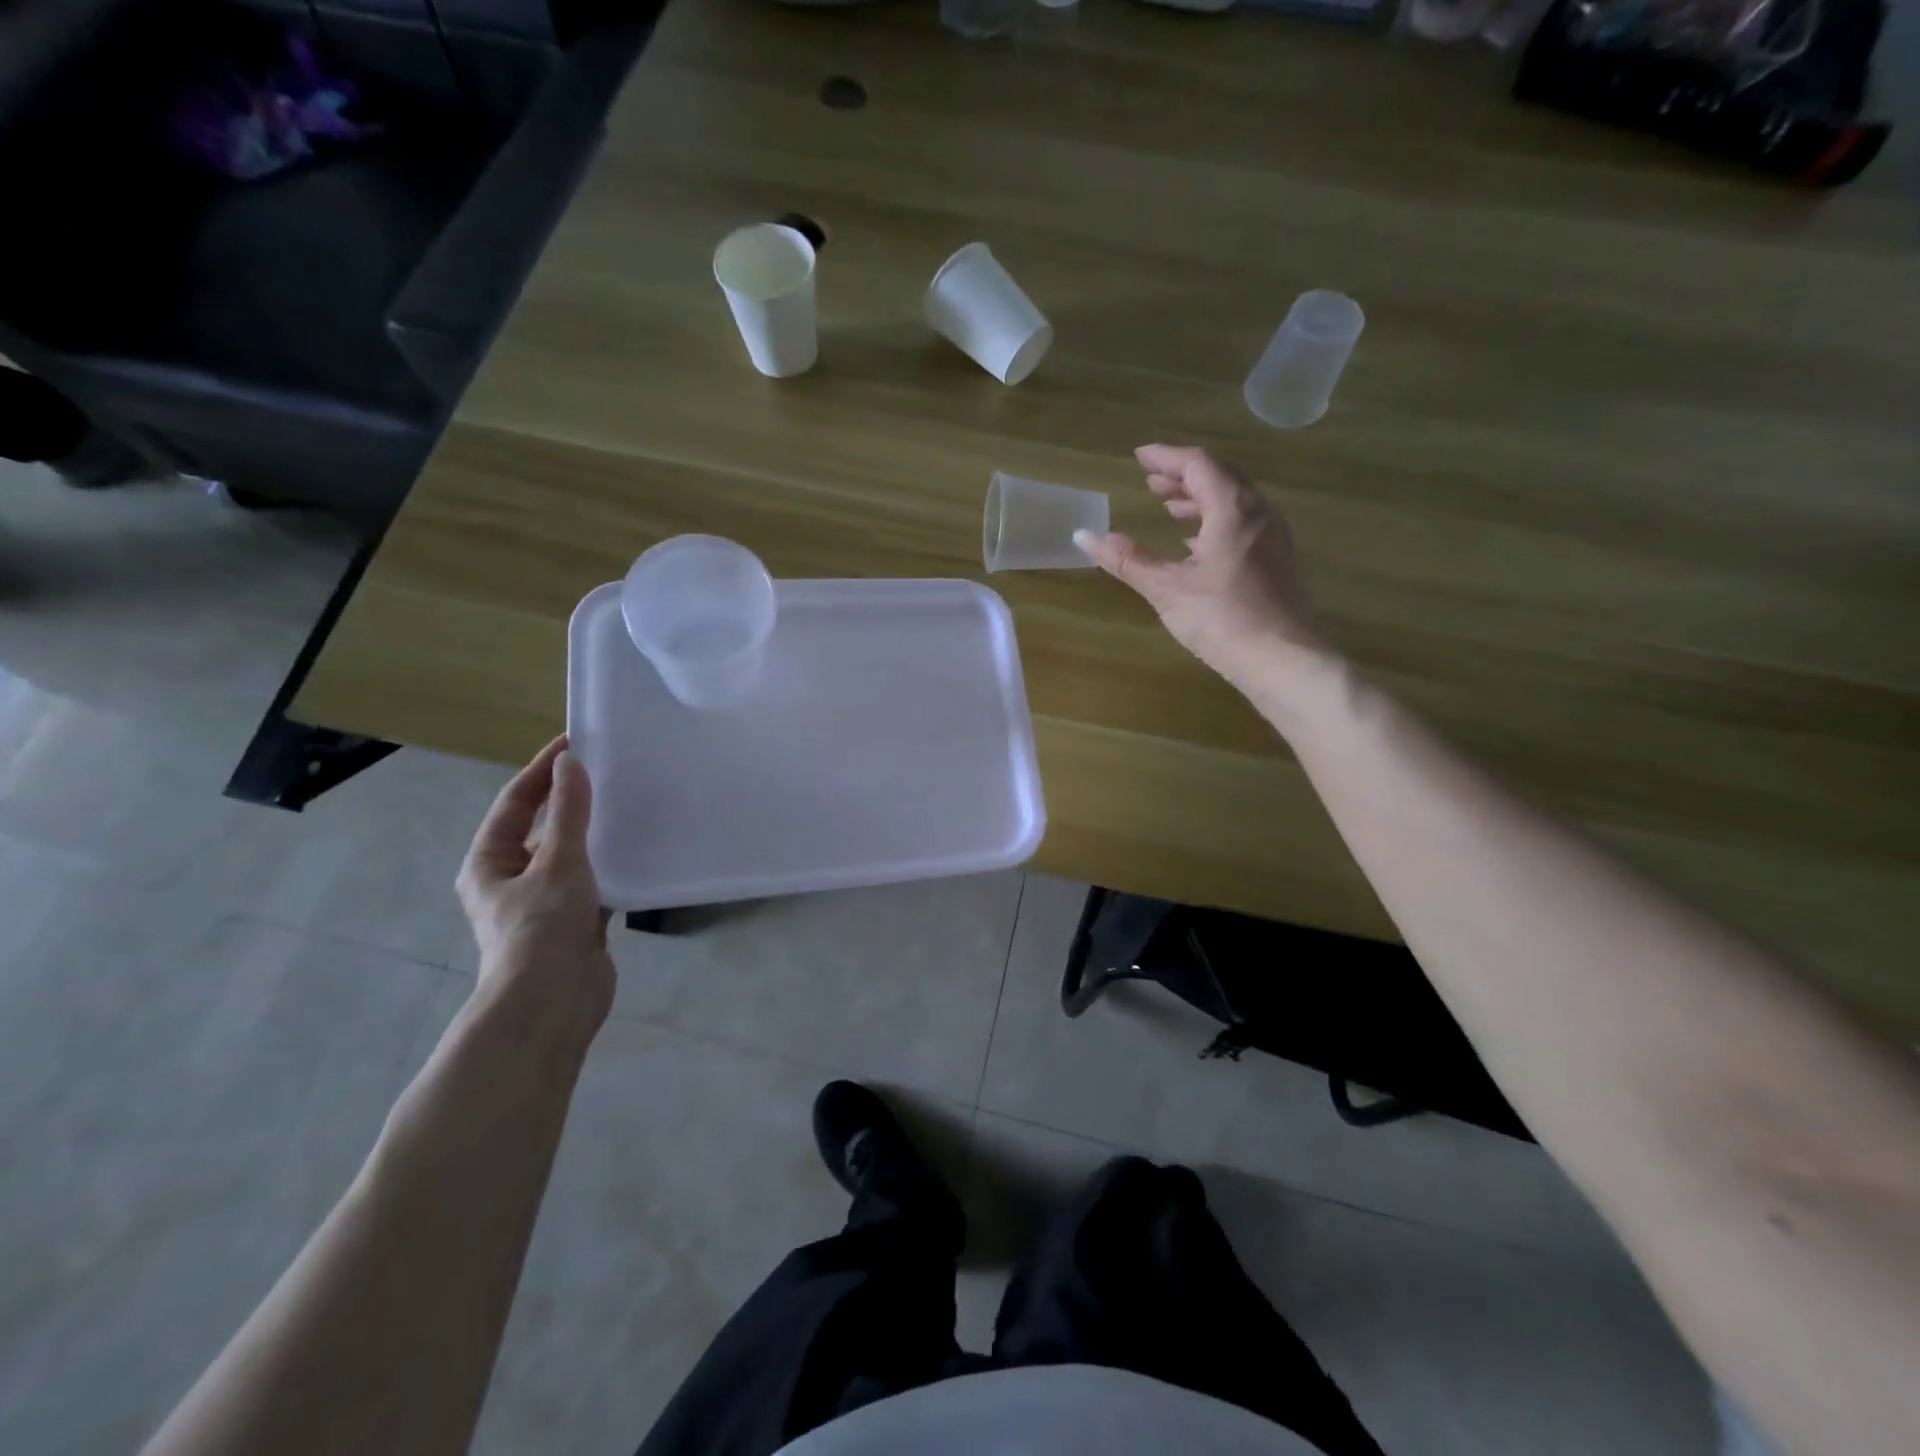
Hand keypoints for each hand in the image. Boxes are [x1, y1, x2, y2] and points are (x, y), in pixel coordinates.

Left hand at [456, 737, 614, 1040]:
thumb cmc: (543, 927)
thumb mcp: (558, 861)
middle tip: (607, 771)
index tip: (574, 742)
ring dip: (594, 832)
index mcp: (490, 862)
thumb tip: (570, 763)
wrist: (553, 1002)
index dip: (542, 770)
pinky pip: (593, 881)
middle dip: (570, 800)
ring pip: (570, 855)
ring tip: (627, 805)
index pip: (516, 802)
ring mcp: (543, 902)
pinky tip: (638, 852)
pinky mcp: (574, 921)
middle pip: (542, 827)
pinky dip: (611, 864)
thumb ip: (569, 812)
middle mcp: (511, 879)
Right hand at [1076, 444, 1325, 687]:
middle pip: (1220, 478)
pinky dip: (1217, 522)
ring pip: (1236, 502)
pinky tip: (1199, 545)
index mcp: (1233, 508)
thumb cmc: (1222, 619)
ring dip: (1201, 499)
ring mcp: (1275, 536)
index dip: (1166, 457)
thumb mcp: (1166, 588)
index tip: (1140, 457)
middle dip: (1183, 477)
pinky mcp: (1280, 561)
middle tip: (1152, 482)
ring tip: (1171, 509)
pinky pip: (1246, 524)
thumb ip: (1127, 559)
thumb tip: (1083, 535)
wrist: (1283, 660)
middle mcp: (1260, 512)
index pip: (1198, 464)